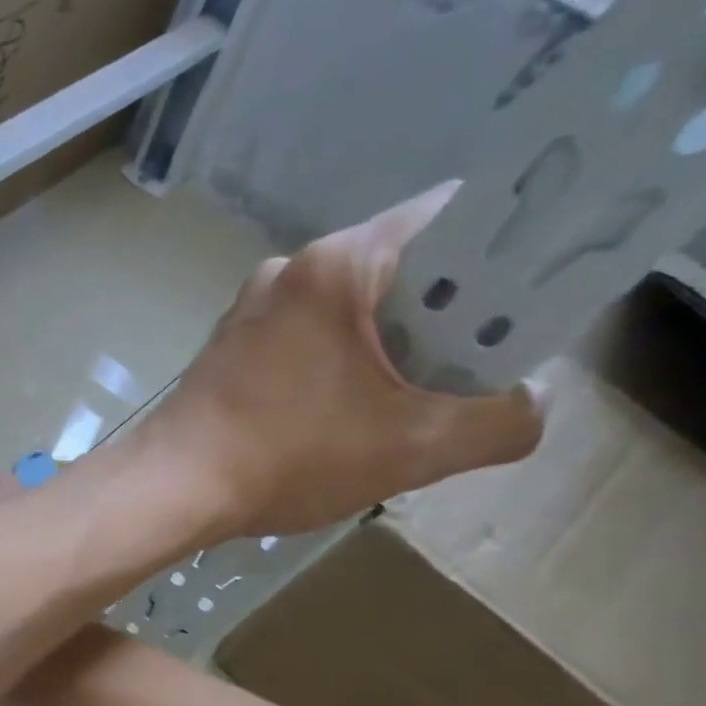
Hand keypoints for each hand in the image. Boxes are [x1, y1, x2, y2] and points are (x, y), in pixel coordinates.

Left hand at [129, 183, 545, 542]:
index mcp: (338, 264)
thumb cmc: (286, 457)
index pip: (453, 214)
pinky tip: (344, 413)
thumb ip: (499, 422)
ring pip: (347, 311)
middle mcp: (288, 271)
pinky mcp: (226, 352)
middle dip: (448, 312)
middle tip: (479, 362)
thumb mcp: (413, 448)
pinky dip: (336, 365)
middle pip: (399, 269)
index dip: (509, 244)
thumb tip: (532, 402)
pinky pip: (302, 341)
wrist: (169, 490)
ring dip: (388, 346)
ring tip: (414, 398)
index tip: (536, 291)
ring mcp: (248, 313)